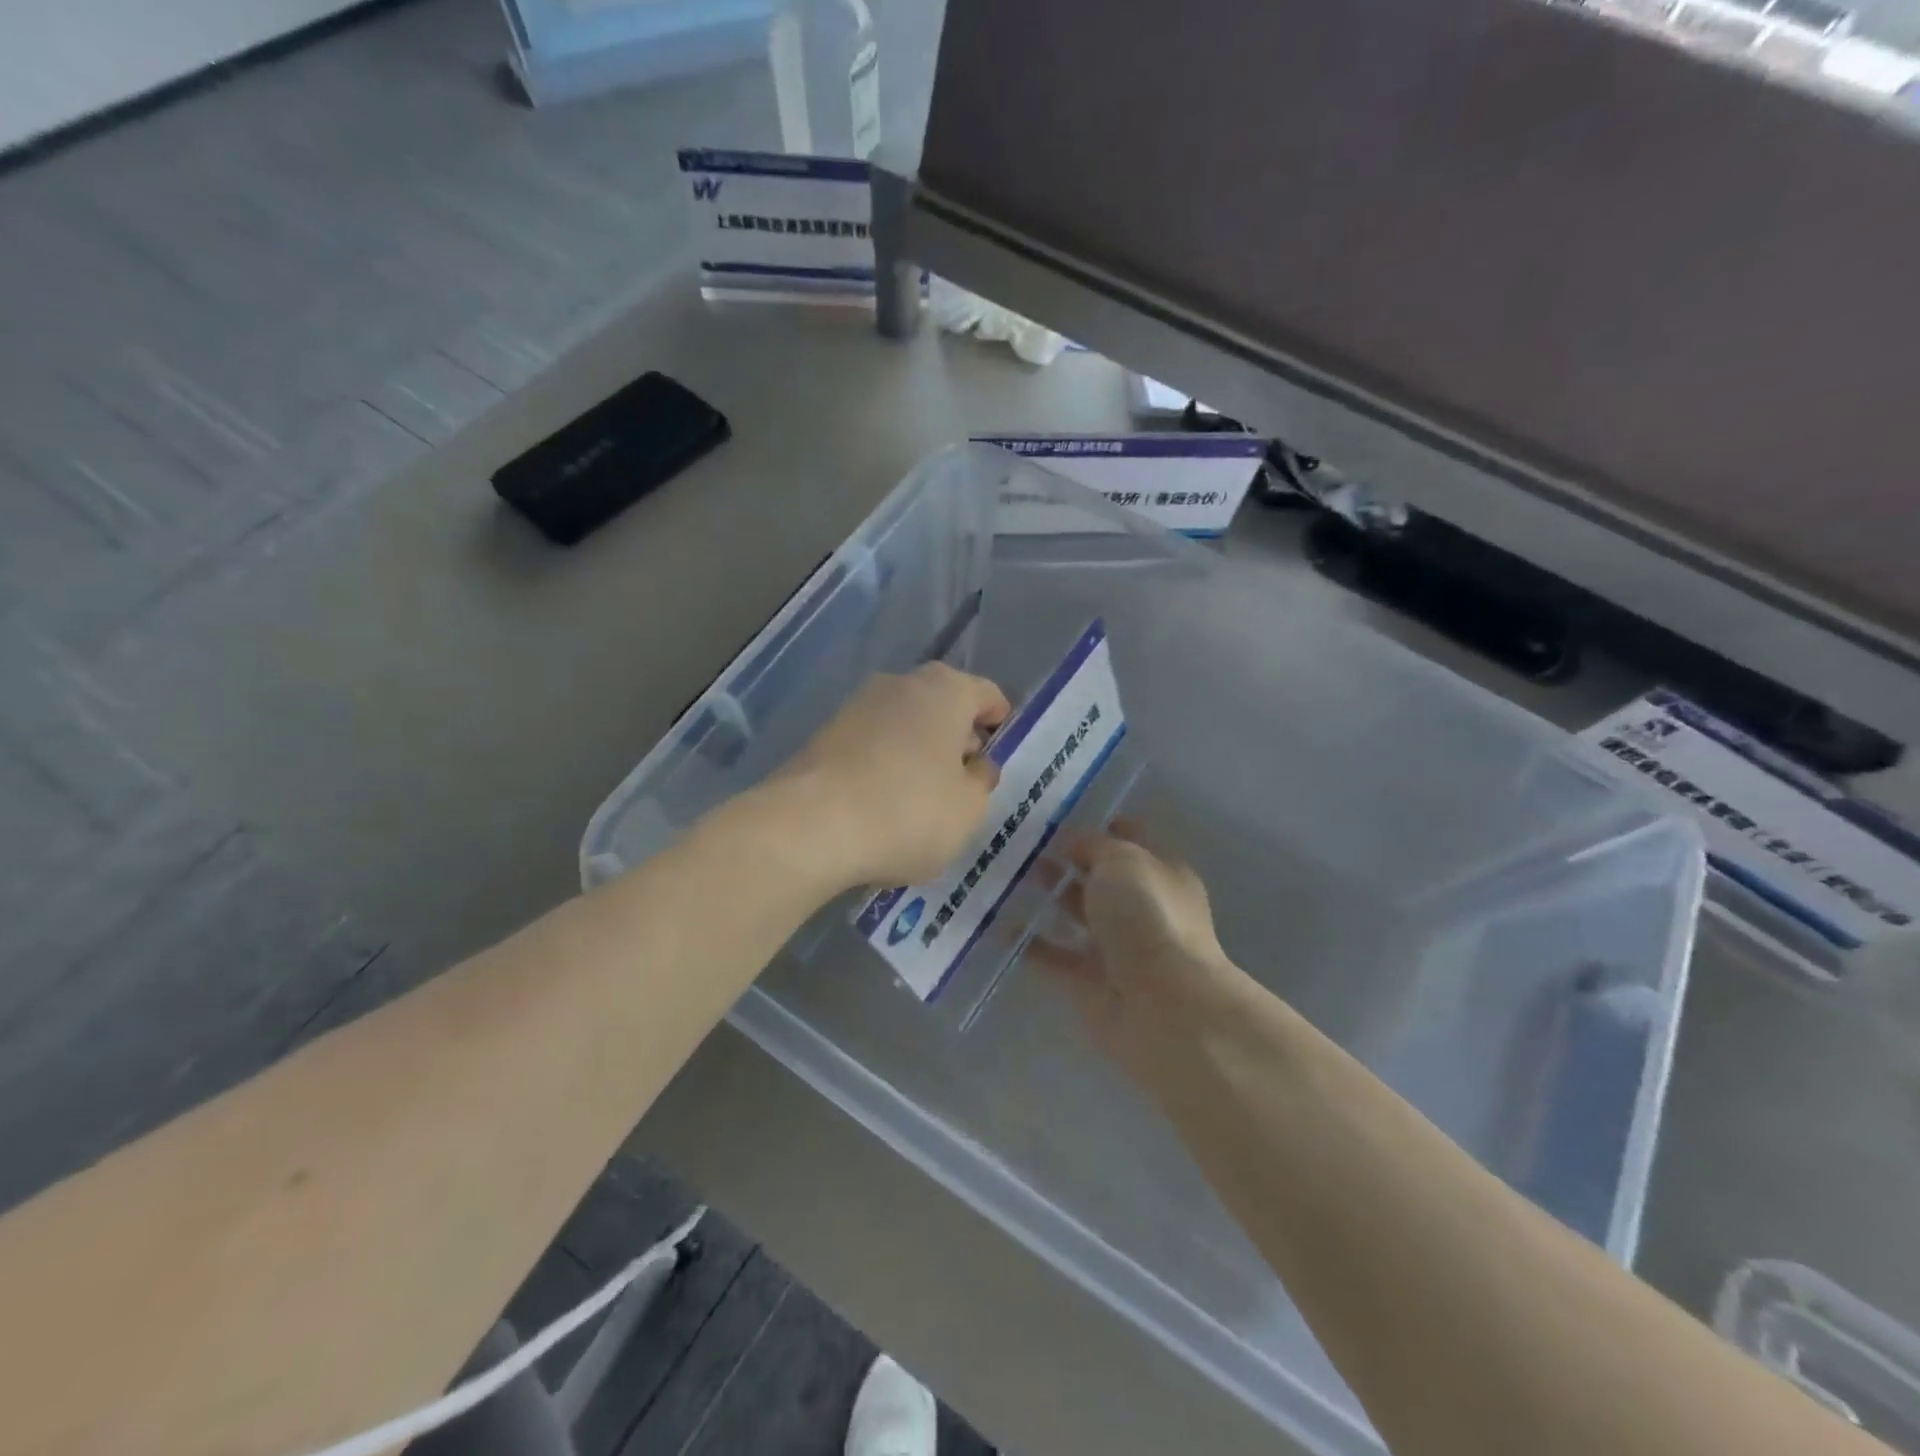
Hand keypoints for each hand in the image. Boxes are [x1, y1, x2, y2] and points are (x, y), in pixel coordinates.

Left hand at [775, 662, 1010, 890]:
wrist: (810, 826)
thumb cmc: (909, 811)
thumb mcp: (969, 808)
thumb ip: (981, 782)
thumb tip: (976, 766)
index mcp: (946, 690)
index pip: (987, 695)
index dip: (999, 724)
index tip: (999, 755)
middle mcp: (901, 683)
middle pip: (943, 706)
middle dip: (957, 739)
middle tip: (965, 781)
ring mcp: (857, 706)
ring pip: (904, 725)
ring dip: (919, 753)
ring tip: (923, 799)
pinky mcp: (825, 734)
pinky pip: (872, 745)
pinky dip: (885, 765)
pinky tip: (884, 804)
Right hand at [1030, 822, 1255, 1089]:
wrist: (1162, 1007)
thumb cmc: (1148, 917)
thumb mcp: (1122, 861)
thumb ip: (1094, 846)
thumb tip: (1072, 841)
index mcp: (1161, 873)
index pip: (1130, 839)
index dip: (1099, 825)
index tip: (1058, 815)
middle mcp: (1143, 908)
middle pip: (1101, 877)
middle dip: (1067, 861)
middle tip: (1022, 845)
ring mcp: (1118, 947)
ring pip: (1078, 914)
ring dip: (1049, 898)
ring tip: (1007, 878)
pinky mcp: (1092, 982)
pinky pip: (1057, 956)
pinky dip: (1032, 944)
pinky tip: (1000, 928)